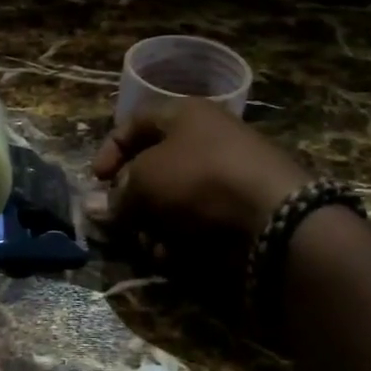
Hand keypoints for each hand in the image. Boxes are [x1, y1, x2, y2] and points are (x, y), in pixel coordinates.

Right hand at [90, 100, 311, 248]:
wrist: (275, 216)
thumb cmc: (199, 179)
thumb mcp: (145, 180)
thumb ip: (118, 193)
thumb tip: (101, 207)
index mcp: (184, 114)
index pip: (135, 123)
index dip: (110, 150)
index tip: (96, 180)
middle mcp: (206, 139)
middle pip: (154, 166)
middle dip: (131, 198)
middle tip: (120, 221)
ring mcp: (227, 174)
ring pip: (173, 199)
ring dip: (153, 224)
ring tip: (148, 244)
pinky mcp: (240, 209)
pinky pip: (198, 220)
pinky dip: (180, 238)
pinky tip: (172, 256)